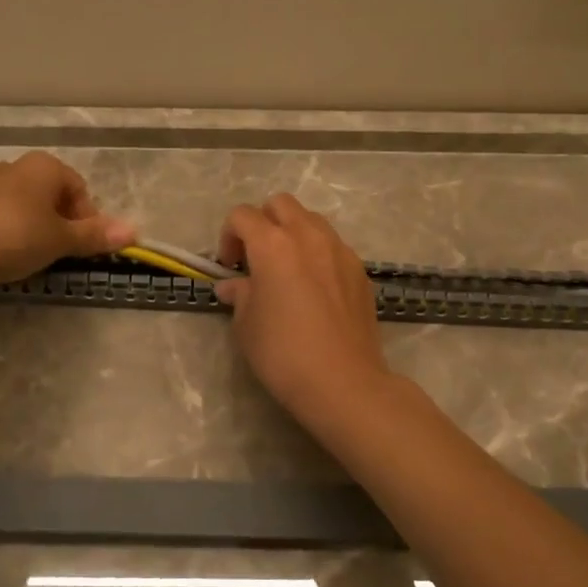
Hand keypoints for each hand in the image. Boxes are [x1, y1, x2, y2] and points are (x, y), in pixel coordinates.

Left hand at [0, 152, 134, 284]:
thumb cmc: (16, 235)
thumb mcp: (61, 239)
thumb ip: (95, 235)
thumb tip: (134, 232)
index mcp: (45, 166)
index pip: (80, 190)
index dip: (88, 219)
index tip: (82, 246)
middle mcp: (18, 167)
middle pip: (53, 196)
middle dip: (62, 224)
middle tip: (61, 252)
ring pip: (28, 206)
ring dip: (37, 228)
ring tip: (34, 256)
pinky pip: (3, 216)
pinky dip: (12, 232)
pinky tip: (7, 254)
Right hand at [216, 194, 392, 424]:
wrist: (343, 382)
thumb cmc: (283, 353)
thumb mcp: (247, 325)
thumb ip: (240, 295)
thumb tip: (233, 286)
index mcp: (273, 244)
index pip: (242, 216)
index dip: (228, 236)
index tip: (229, 267)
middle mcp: (308, 236)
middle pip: (280, 204)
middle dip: (263, 222)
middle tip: (256, 257)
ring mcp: (339, 250)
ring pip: (311, 220)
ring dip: (292, 233)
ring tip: (287, 269)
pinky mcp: (359, 270)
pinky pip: (333, 245)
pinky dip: (317, 253)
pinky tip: (314, 288)